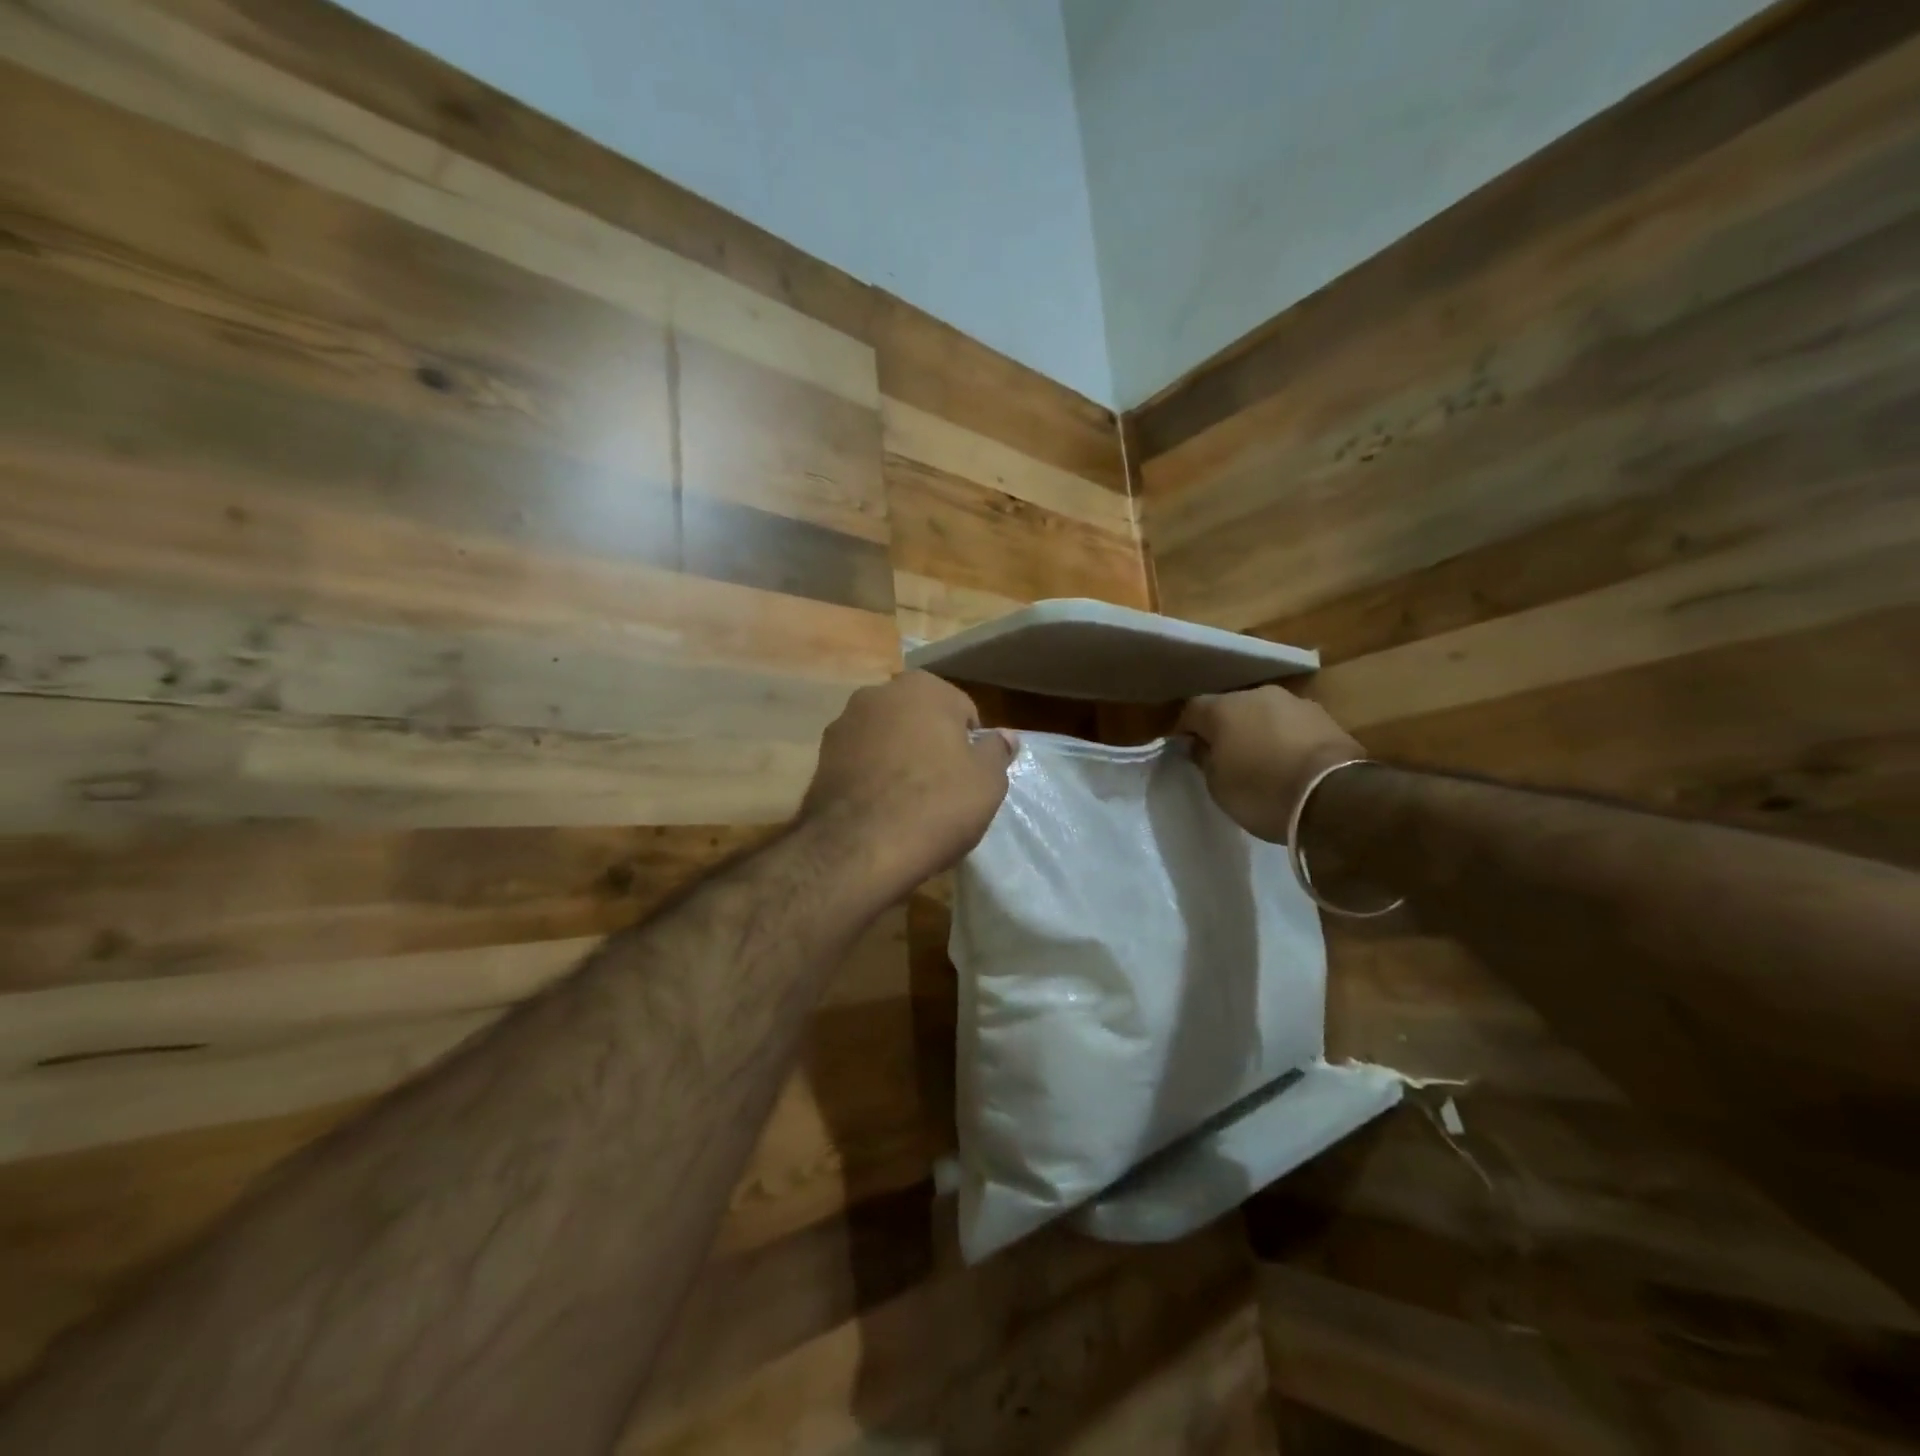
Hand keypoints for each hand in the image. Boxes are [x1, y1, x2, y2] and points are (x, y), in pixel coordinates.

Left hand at [800, 671, 1015, 895]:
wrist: (859, 848)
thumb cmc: (936, 804)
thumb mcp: (987, 781)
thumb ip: (997, 751)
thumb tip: (1005, 736)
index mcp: (923, 687)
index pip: (962, 711)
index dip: (971, 746)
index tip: (971, 778)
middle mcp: (879, 693)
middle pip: (920, 720)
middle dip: (932, 746)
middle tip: (944, 790)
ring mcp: (844, 723)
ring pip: (887, 740)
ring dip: (899, 760)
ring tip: (909, 804)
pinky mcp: (821, 757)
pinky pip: (861, 762)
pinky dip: (872, 777)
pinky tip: (881, 810)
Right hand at [1176, 686, 1362, 841]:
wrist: (1335, 796)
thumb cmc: (1262, 791)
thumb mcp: (1218, 785)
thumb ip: (1204, 759)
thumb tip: (1199, 746)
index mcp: (1223, 708)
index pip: (1191, 710)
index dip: (1186, 730)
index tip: (1186, 750)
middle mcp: (1257, 695)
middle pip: (1230, 707)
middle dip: (1225, 728)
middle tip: (1225, 756)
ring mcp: (1295, 702)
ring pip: (1264, 713)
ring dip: (1258, 731)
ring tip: (1261, 761)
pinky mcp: (1326, 717)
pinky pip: (1292, 726)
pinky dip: (1286, 739)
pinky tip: (1289, 763)